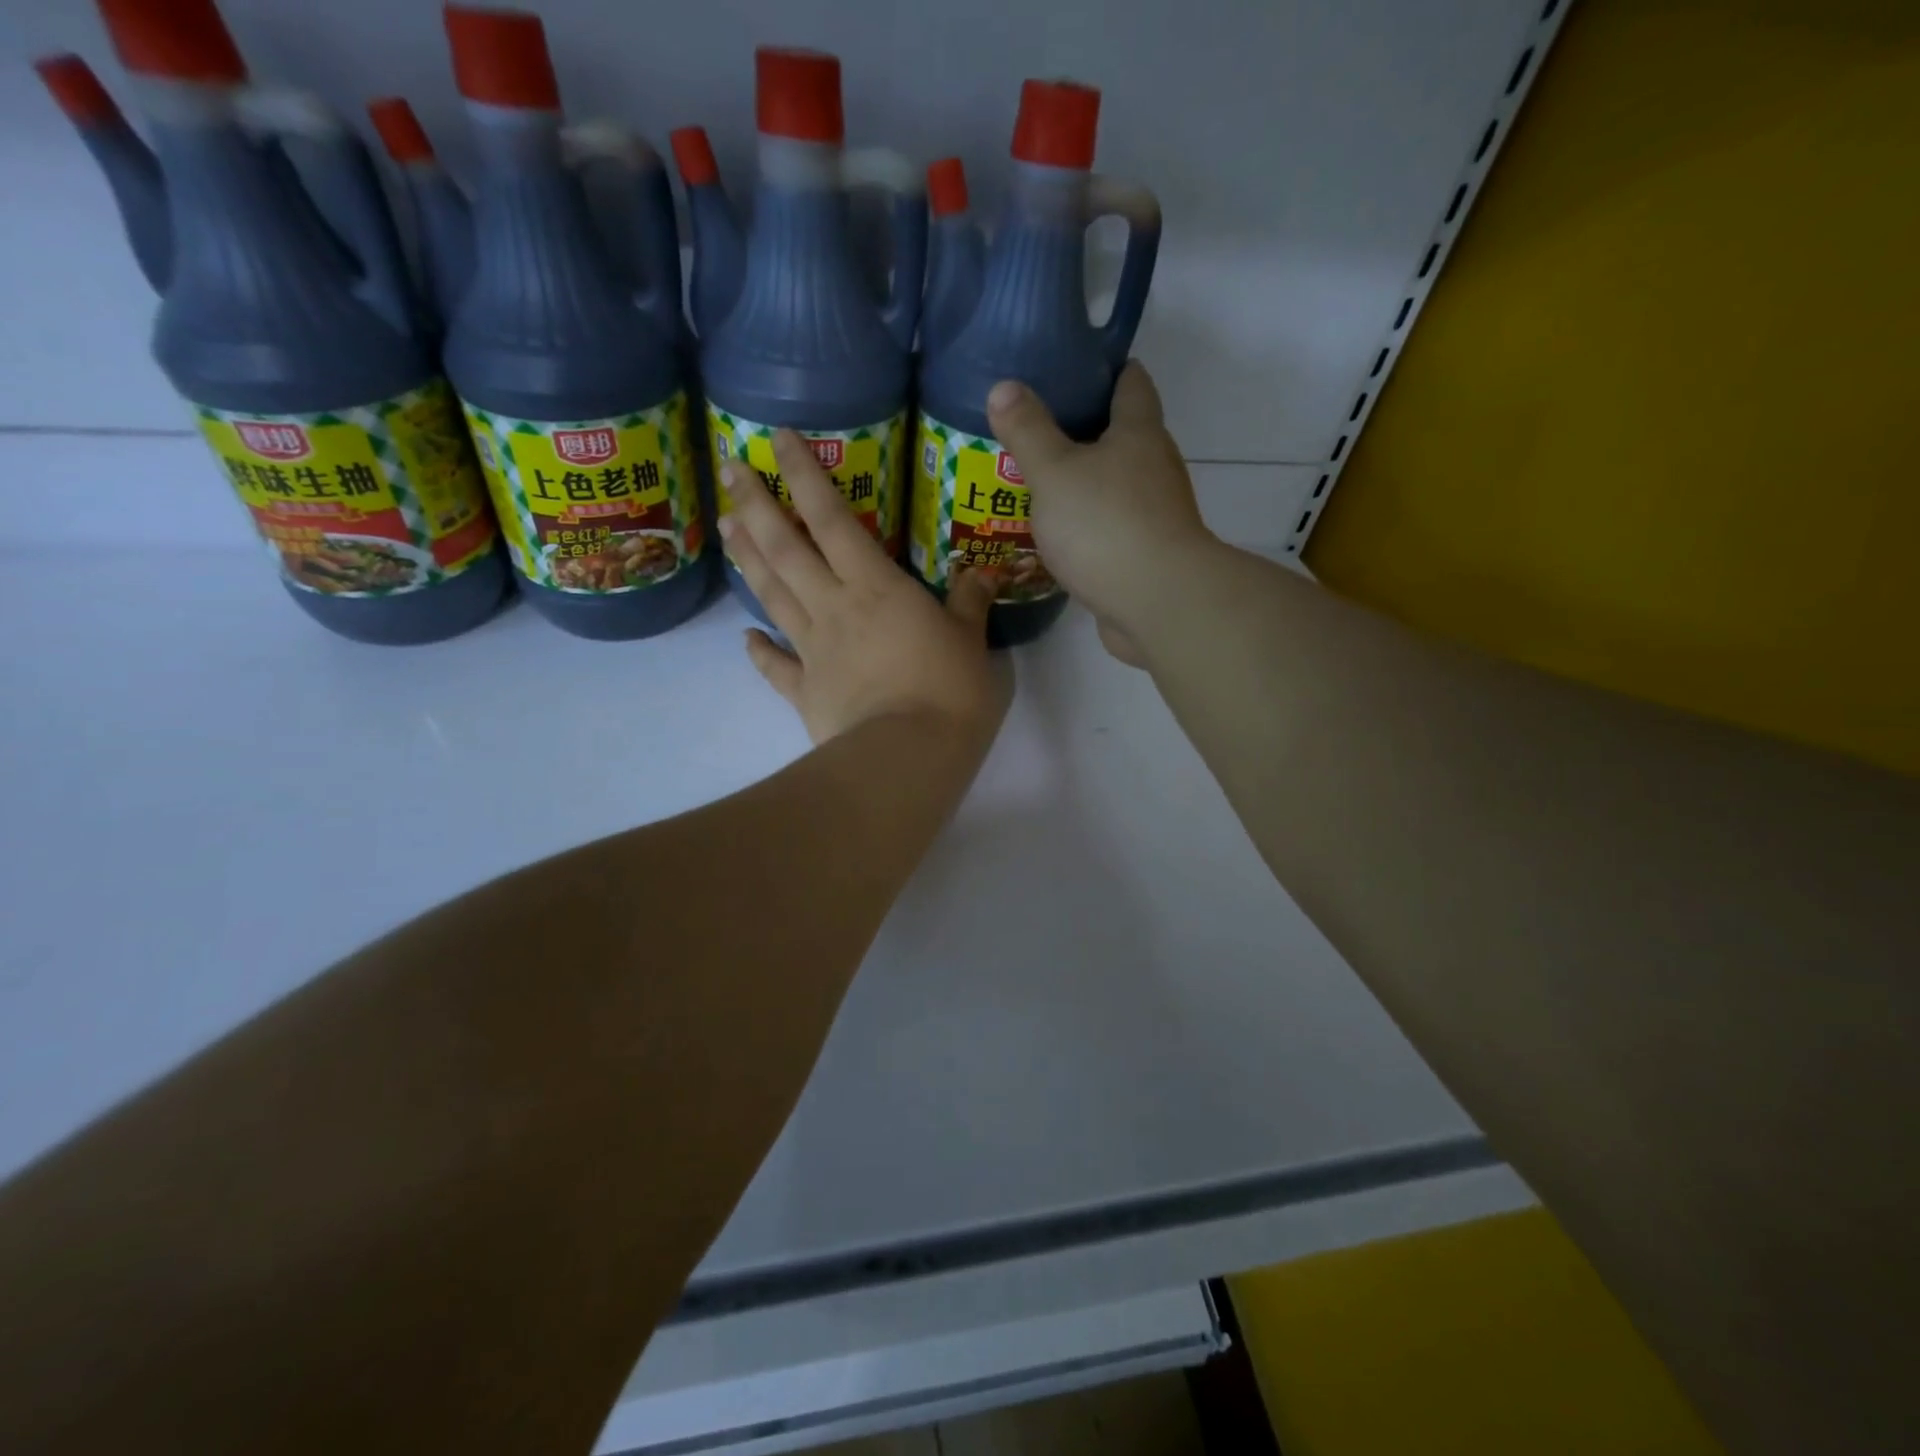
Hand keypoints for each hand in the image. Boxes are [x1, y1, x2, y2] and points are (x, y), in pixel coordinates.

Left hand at [718, 433, 1010, 749]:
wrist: (907, 756)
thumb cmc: (949, 691)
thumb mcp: (972, 640)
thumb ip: (970, 602)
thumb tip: (982, 572)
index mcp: (876, 586)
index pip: (834, 519)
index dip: (805, 475)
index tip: (778, 438)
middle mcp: (834, 607)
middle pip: (787, 549)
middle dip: (757, 505)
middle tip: (730, 470)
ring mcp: (813, 650)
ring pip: (773, 595)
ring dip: (748, 559)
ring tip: (725, 526)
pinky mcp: (805, 692)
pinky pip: (775, 666)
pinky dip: (758, 651)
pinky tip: (745, 638)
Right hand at [987, 363, 1217, 665]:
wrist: (1157, 602)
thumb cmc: (1105, 525)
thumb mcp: (1054, 472)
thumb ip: (1027, 431)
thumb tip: (1003, 387)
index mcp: (1139, 434)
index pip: (1131, 383)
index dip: (1106, 370)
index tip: (1074, 369)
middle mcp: (1156, 467)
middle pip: (1125, 436)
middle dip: (1086, 431)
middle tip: (1038, 432)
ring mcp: (1156, 514)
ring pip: (1117, 486)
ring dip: (1086, 484)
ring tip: (1041, 485)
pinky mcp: (1148, 555)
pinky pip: (1114, 528)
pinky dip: (1090, 525)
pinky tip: (1060, 536)